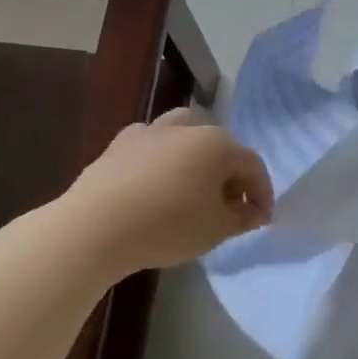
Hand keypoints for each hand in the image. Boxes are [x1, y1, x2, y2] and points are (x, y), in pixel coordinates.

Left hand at [64, 108, 272, 275]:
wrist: (95, 227)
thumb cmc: (168, 225)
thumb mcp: (216, 229)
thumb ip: (242, 218)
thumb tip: (254, 211)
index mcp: (217, 145)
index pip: (252, 165)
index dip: (262, 193)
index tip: (261, 219)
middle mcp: (187, 128)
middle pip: (220, 147)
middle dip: (229, 174)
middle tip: (227, 206)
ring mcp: (149, 132)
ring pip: (184, 133)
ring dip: (195, 155)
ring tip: (191, 184)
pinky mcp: (118, 145)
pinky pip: (150, 144)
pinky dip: (159, 157)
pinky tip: (154, 181)